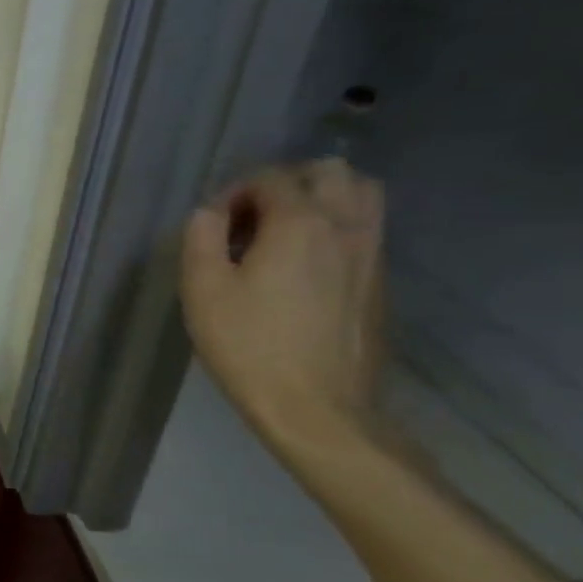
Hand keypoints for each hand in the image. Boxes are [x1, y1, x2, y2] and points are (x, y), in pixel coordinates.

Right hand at [180, 159, 386, 450]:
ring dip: (323, 198)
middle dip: (287, 182)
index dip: (235, 191)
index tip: (214, 224)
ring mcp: (372, 254)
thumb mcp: (203, 289)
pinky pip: (366, 230)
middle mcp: (345, 226)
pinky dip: (338, 227)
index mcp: (300, 223)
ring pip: (362, 195)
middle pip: (330, 171)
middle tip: (254, 216)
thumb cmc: (250, 346)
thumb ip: (202, 237)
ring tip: (286, 230)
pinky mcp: (380, 282)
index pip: (270, 177)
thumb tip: (210, 212)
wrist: (318, 409)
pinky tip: (306, 264)